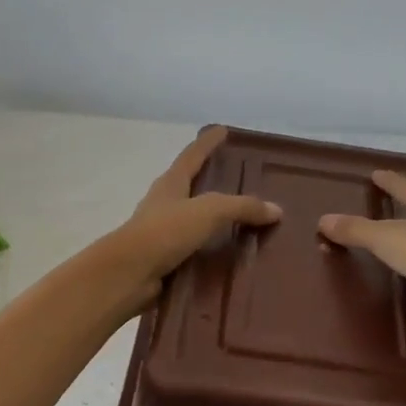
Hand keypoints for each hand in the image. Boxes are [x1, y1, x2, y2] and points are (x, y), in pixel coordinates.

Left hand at [107, 127, 281, 311]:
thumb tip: (276, 210)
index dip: (207, 142)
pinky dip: (212, 252)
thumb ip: (241, 207)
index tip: (222, 130)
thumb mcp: (208, 212)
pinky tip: (231, 259)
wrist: (128, 275)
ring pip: (193, 221)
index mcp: (170, 184)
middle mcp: (164, 204)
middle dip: (212, 182)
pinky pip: (195, 251)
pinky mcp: (165, 261)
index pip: (192, 155)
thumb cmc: (164, 232)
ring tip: (244, 224)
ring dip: (214, 222)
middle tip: (240, 180)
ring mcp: (162, 233)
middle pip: (191, 186)